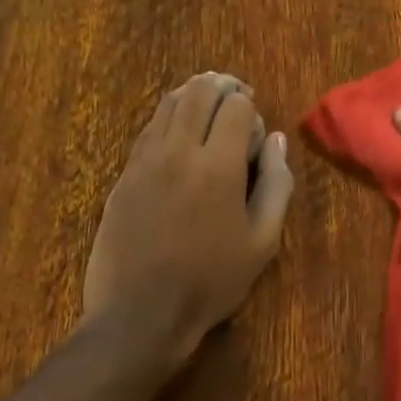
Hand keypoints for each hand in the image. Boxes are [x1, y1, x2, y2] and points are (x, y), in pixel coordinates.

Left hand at [83, 73, 293, 367]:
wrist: (140, 313)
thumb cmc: (210, 282)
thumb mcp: (262, 242)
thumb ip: (276, 185)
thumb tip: (276, 140)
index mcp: (218, 166)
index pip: (235, 106)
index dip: (250, 108)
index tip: (254, 130)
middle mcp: (178, 151)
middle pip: (198, 93)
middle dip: (221, 87)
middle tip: (235, 95)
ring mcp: (144, 161)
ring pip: (168, 105)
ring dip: (192, 96)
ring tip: (207, 104)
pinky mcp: (124, 176)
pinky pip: (147, 130)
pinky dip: (167, 118)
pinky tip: (177, 132)